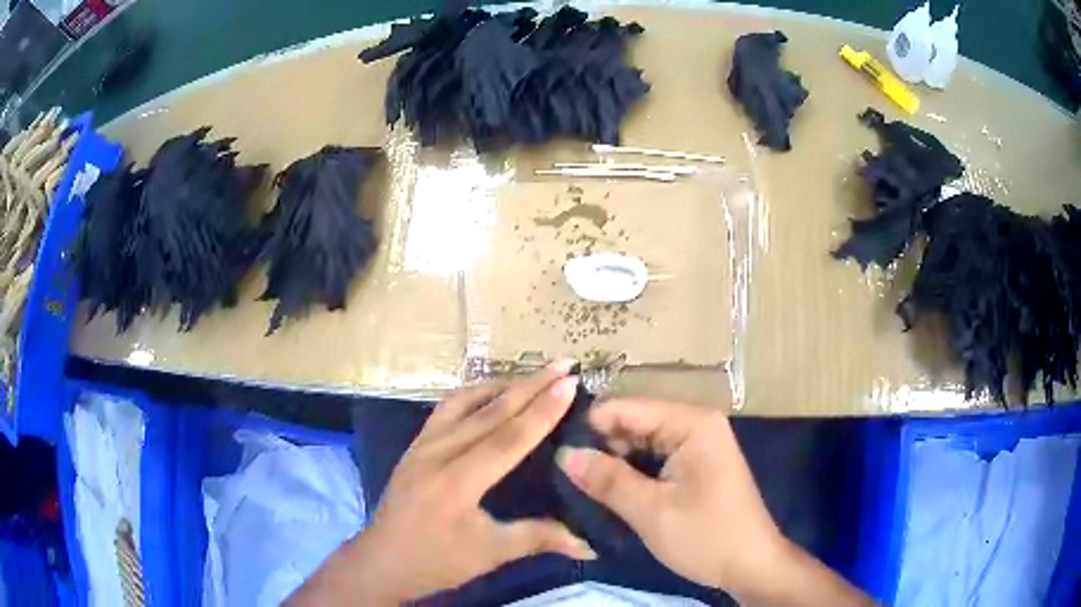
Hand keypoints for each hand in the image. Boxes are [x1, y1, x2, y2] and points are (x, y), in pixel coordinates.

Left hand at [290, 362, 594, 605]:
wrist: (381, 561)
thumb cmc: (435, 562)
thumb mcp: (490, 555)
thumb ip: (539, 538)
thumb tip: (592, 545)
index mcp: (457, 482)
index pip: (508, 438)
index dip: (542, 410)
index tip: (571, 383)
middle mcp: (437, 453)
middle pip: (490, 411)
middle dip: (530, 385)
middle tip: (564, 364)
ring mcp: (422, 445)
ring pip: (465, 402)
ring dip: (501, 384)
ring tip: (534, 374)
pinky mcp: (415, 446)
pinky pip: (447, 409)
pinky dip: (474, 394)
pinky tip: (491, 394)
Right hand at [557, 399, 870, 605]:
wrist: (751, 566)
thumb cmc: (707, 537)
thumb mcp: (651, 511)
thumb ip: (607, 480)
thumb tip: (564, 454)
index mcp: (691, 423)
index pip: (627, 408)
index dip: (589, 426)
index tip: (552, 447)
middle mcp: (696, 423)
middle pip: (634, 423)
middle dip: (600, 446)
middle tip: (561, 471)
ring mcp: (698, 444)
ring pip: (641, 443)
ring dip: (614, 462)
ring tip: (576, 481)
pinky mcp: (696, 465)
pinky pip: (655, 459)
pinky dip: (632, 472)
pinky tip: (607, 489)